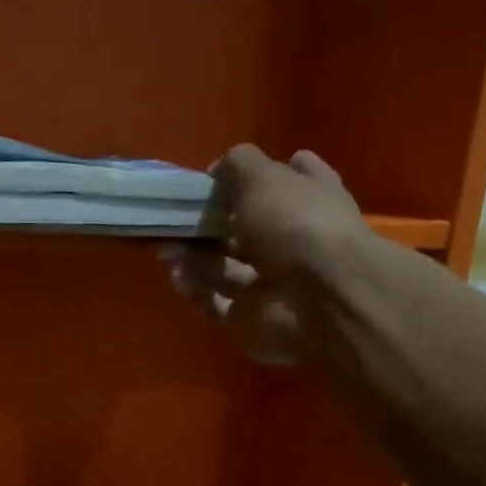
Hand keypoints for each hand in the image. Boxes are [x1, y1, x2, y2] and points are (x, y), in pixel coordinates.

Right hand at [168, 145, 368, 364]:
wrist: (320, 299)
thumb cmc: (296, 224)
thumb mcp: (263, 177)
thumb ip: (237, 167)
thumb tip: (217, 171)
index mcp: (309, 200)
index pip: (289, 178)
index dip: (259, 174)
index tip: (218, 175)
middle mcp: (292, 241)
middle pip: (245, 230)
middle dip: (209, 225)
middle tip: (176, 218)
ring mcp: (271, 284)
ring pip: (224, 268)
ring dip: (194, 257)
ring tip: (165, 247)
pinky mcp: (250, 319)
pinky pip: (215, 302)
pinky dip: (195, 288)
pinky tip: (175, 273)